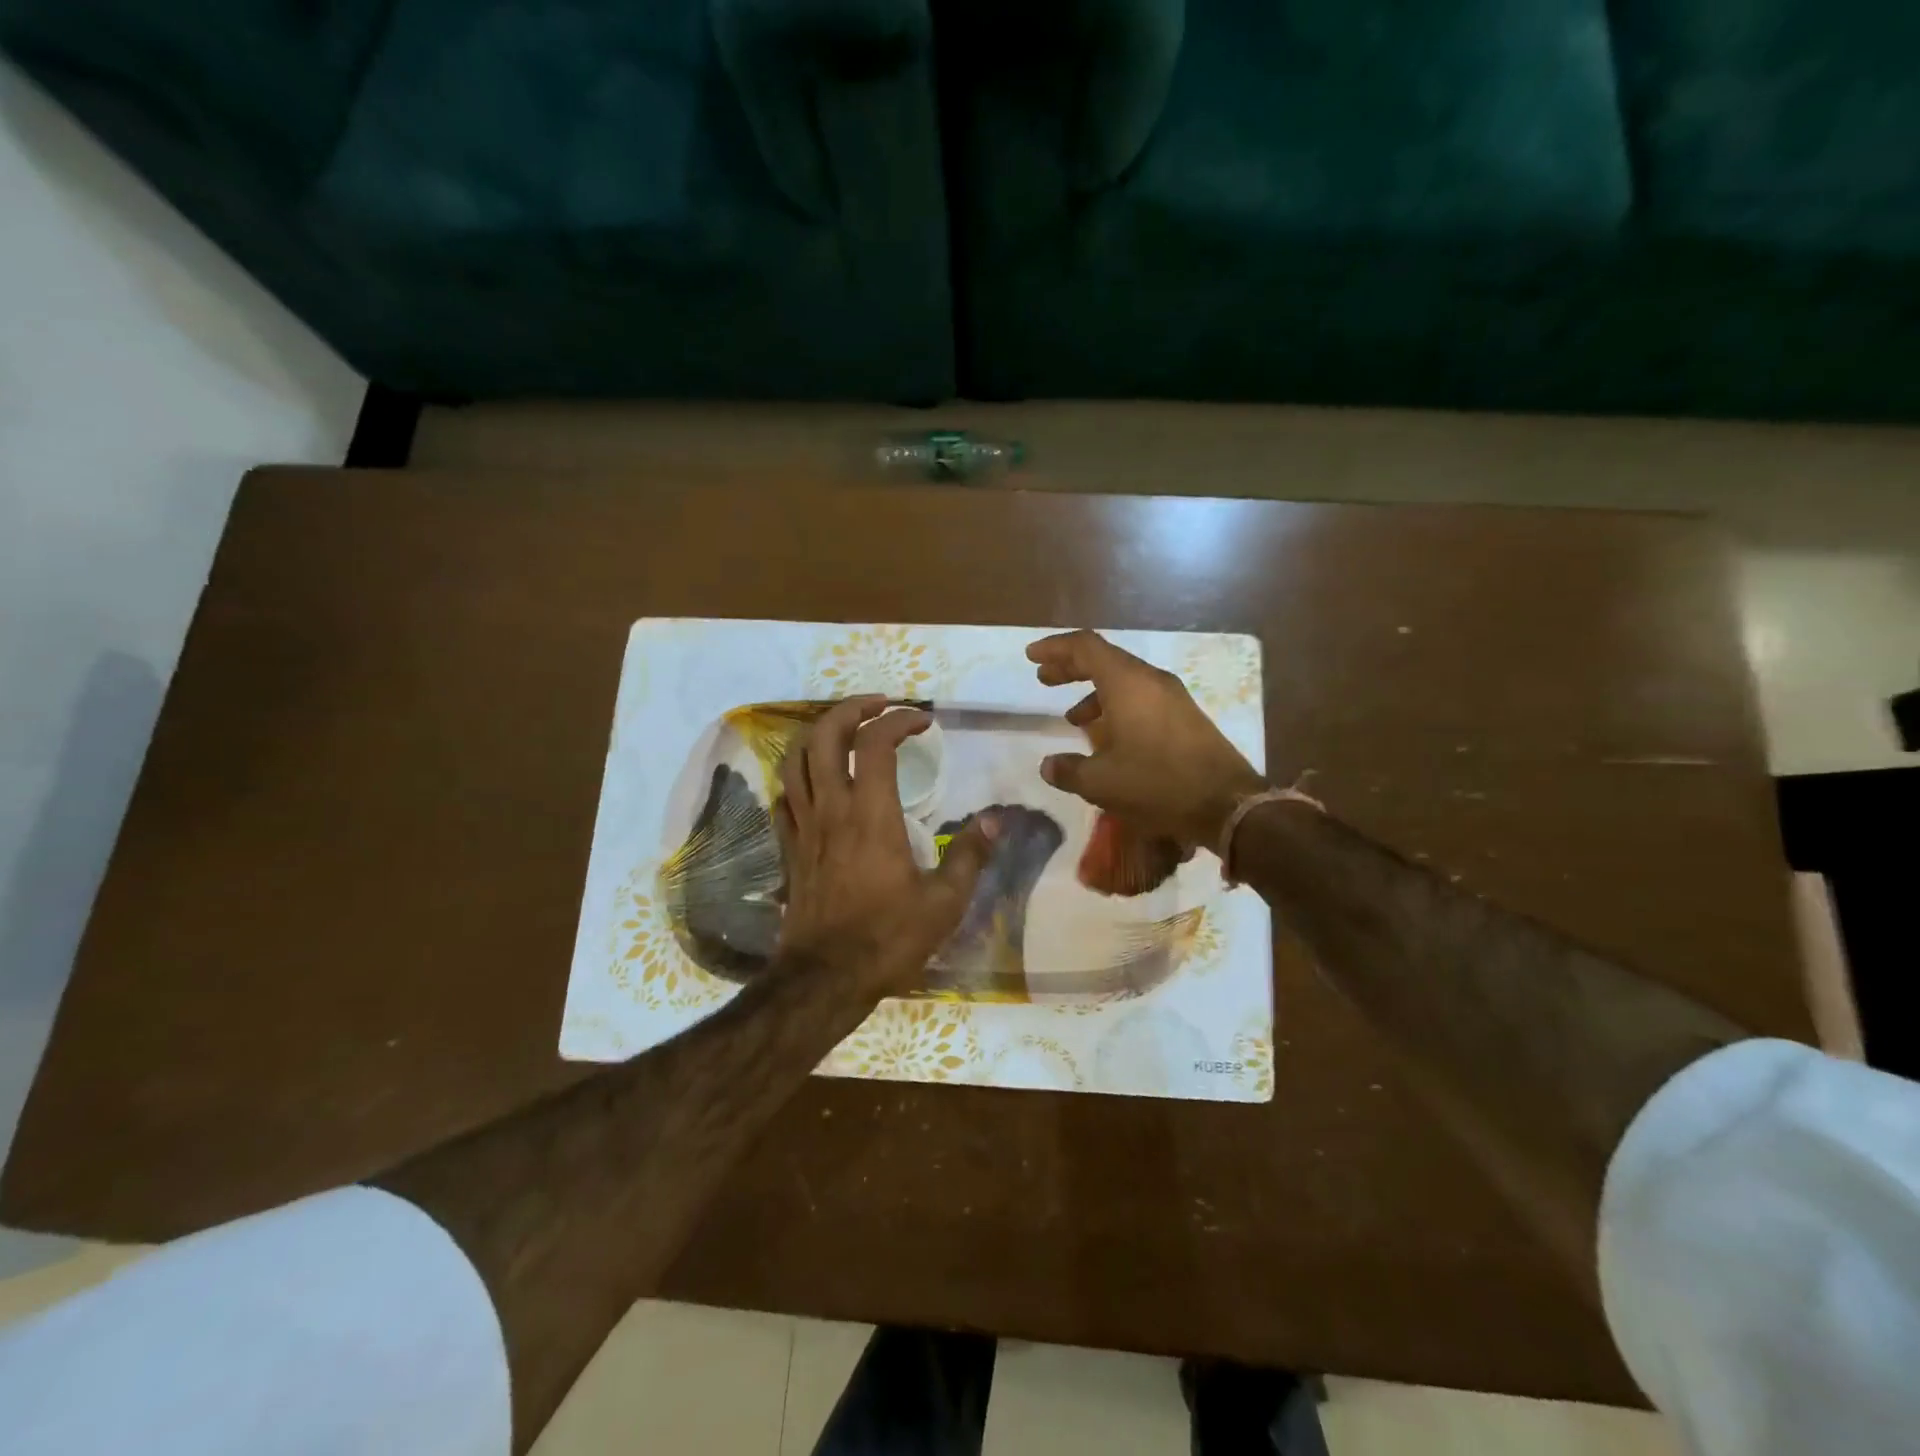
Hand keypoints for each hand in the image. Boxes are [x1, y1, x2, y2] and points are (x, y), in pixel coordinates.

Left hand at [775, 696, 996, 997]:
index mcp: (870, 815)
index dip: (899, 720)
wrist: (824, 979)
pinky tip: (818, 780)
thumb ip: (970, 857)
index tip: (923, 720)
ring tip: (846, 728)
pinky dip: (800, 773)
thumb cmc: (887, 939)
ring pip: (795, 759)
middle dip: (851, 709)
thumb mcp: (944, 903)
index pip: (876, 744)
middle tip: (880, 706)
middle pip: (823, 736)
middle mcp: (831, 809)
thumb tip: (993, 820)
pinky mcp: (789, 847)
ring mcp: (803, 827)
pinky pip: (785, 795)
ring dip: (819, 732)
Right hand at [1027, 630, 1266, 849]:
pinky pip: (1141, 698)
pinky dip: (1116, 706)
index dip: (1055, 648)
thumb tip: (1048, 765)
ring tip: (1071, 717)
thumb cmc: (1157, 784)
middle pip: (1104, 659)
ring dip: (1093, 690)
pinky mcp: (1184, 716)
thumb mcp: (1101, 783)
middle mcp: (1150, 680)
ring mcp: (1172, 697)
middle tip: (1044, 679)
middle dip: (1070, 667)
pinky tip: (1107, 737)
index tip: (1031, 656)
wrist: (1227, 803)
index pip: (1085, 647)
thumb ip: (1068, 770)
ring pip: (1124, 679)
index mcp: (1127, 683)